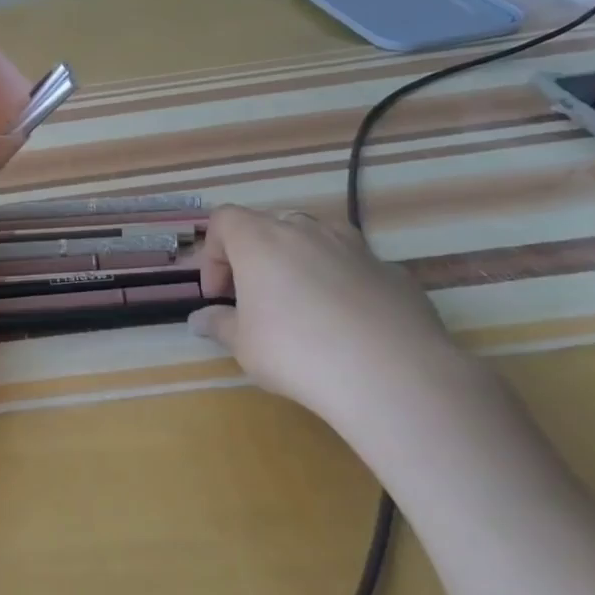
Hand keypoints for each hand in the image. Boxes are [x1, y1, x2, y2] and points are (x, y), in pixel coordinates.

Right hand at [186, 205, 478, 428]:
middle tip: (255, 300)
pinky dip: (341, 285)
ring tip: (302, 309)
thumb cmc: (296, 352)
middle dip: (256, 257)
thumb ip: (219, 325)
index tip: (219, 294)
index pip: (225, 219)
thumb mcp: (243, 345)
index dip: (213, 253)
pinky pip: (355, 267)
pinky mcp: (394, 272)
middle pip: (270, 225)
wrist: (392, 374)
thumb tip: (200, 319)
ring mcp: (357, 247)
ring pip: (317, 240)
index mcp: (261, 241)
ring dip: (300, 264)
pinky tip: (347, 326)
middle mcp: (308, 231)